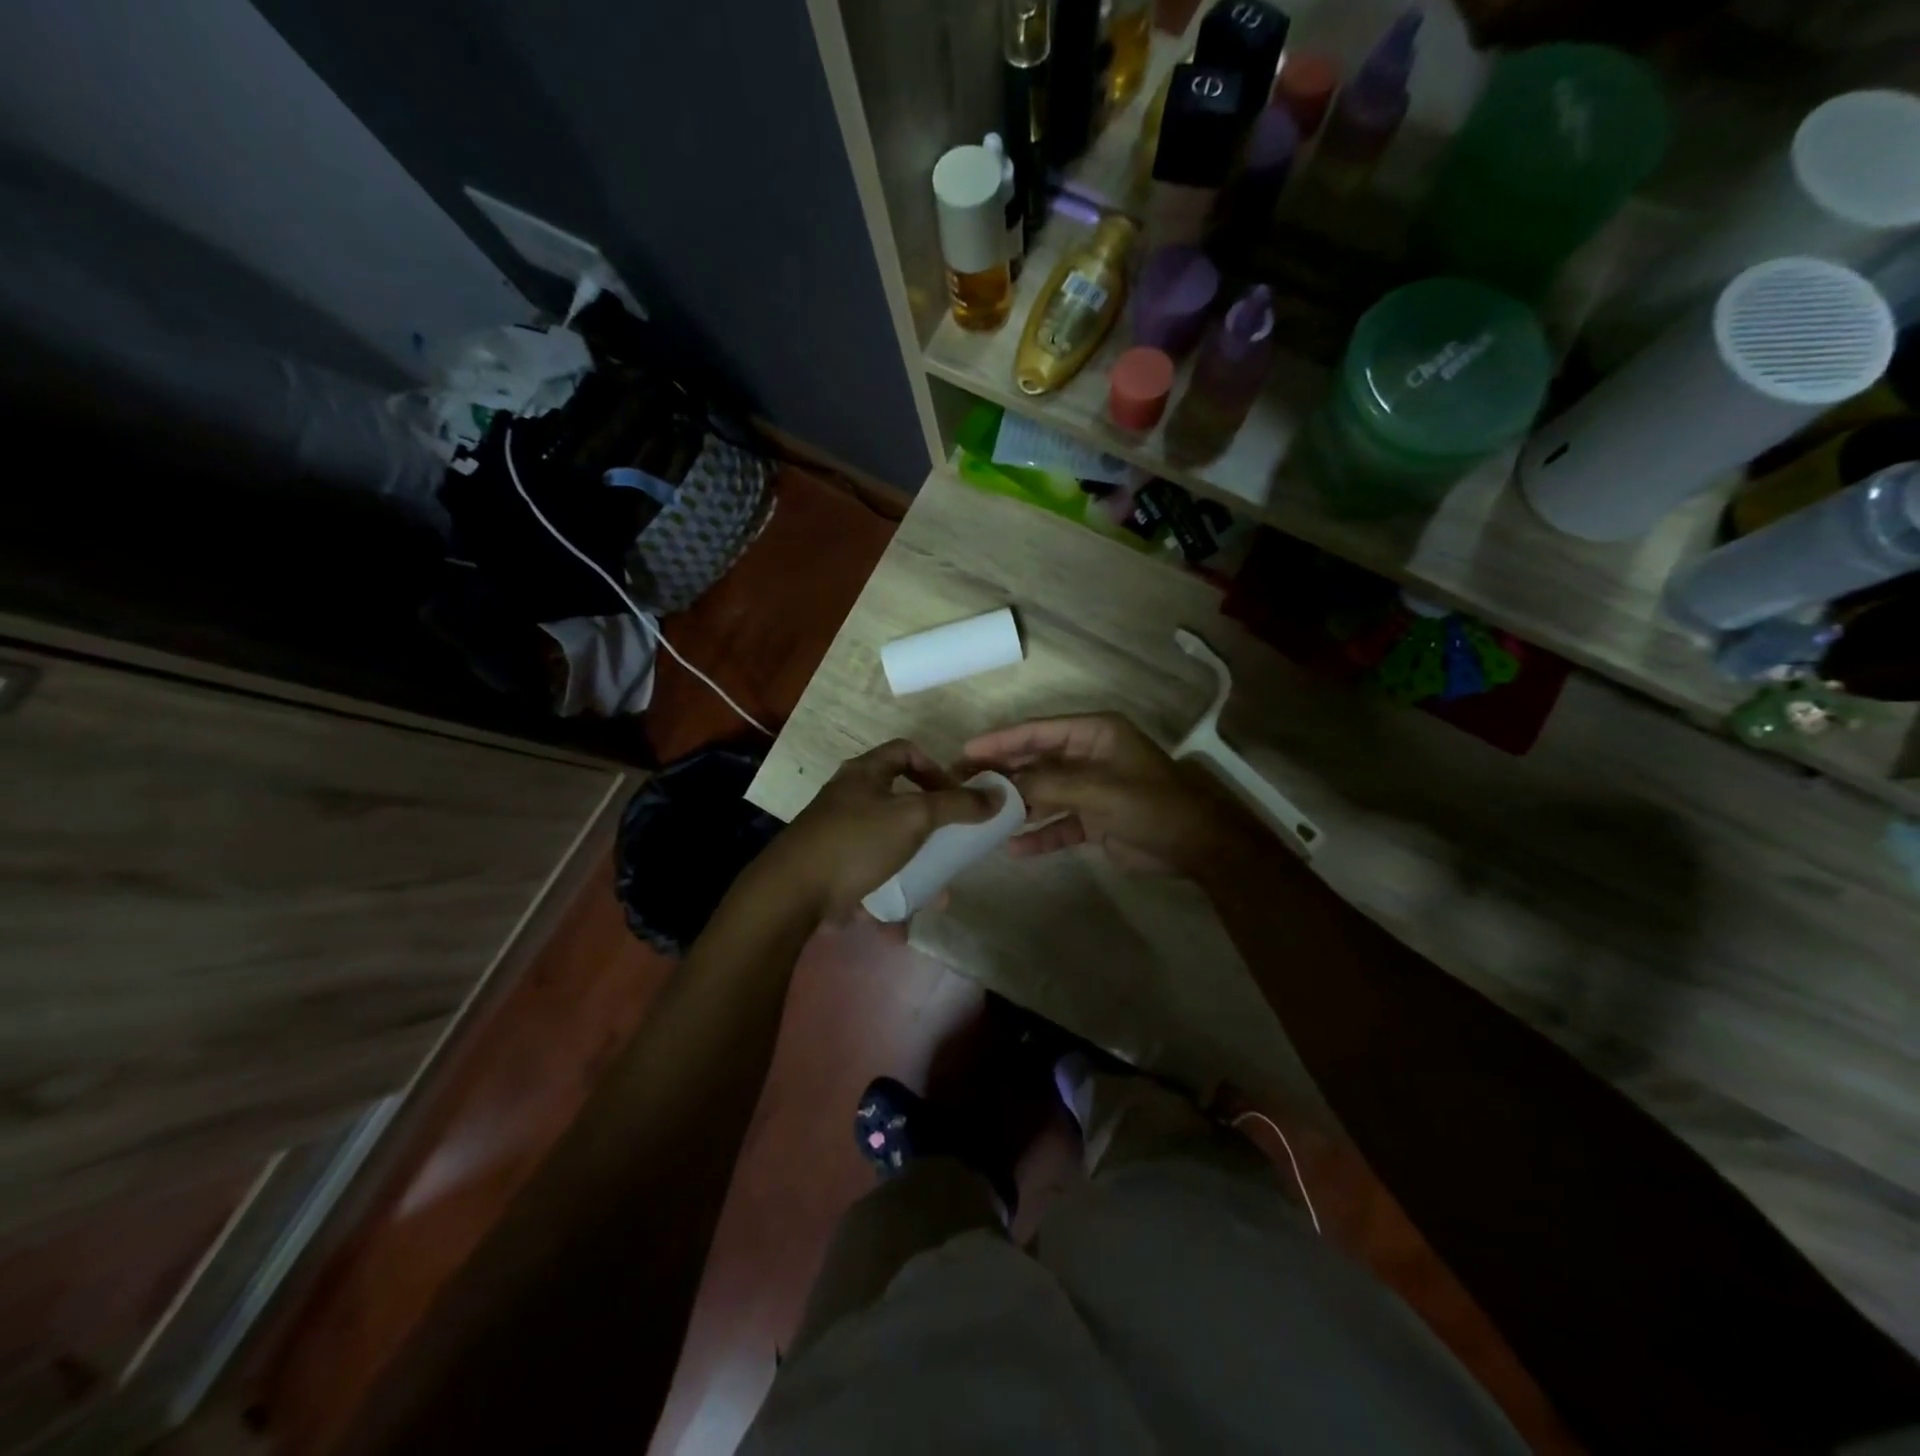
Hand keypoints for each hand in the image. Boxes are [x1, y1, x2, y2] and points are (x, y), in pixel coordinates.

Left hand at [754, 739, 992, 923]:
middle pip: (900, 802)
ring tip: (936, 893)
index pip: (906, 752)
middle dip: (931, 828)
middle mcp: (849, 798)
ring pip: (889, 846)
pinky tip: (903, 923)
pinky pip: (871, 879)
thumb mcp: (914, 817)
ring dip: (915, 868)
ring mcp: (838, 835)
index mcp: (865, 774)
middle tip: (951, 845)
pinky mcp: (832, 870)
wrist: (792, 893)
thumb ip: (957, 806)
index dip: (936, 768)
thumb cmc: (856, 841)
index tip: (956, 796)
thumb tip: (998, 796)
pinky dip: (890, 897)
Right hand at [964, 712, 1264, 878]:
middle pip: (1036, 761)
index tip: (966, 750)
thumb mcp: (1097, 789)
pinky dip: (1038, 834)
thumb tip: (1004, 785)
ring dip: (1017, 805)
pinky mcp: (1093, 819)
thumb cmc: (1150, 805)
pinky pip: (1058, 824)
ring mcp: (1090, 788)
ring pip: (1043, 792)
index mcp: (1094, 734)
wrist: (1196, 847)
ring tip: (980, 815)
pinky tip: (1013, 848)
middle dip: (1003, 773)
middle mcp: (1088, 756)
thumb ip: (1048, 783)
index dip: (1001, 739)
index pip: (1038, 731)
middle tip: (963, 783)